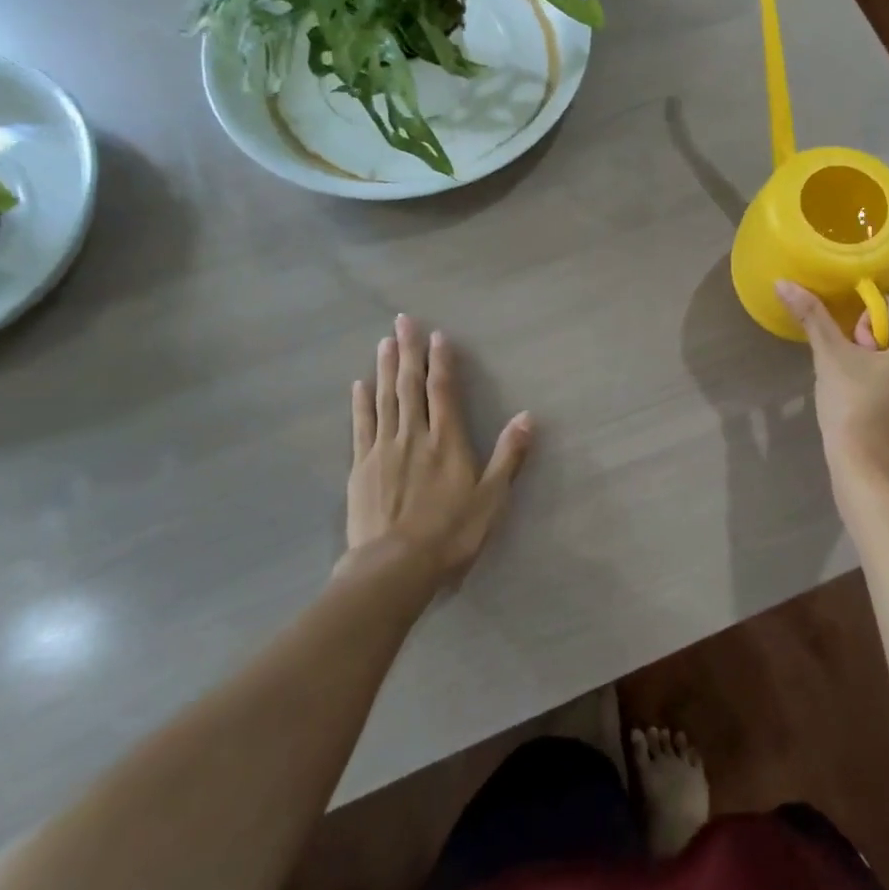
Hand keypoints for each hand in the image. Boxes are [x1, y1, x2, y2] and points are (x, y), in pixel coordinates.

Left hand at [345, 314, 533, 583]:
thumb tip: (528, 417)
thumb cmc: (451, 534)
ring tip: (384, 342)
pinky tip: (359, 385)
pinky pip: (361, 426)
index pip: (443, 390)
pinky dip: (361, 403)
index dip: (441, 361)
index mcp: (447, 440)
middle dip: (408, 351)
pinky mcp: (361, 468)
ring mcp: (382, 449)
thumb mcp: (492, 497)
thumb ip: (509, 455)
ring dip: (385, 368)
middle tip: (402, 321)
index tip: (437, 335)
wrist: (393, 568)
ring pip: (384, 398)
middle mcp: (413, 435)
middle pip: (409, 385)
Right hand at [775, 260, 888, 489]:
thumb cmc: (853, 411)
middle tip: (851, 358)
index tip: (848, 318)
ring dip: (881, 351)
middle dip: (872, 333)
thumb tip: (783, 282)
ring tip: (857, 375)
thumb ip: (812, 315)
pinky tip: (871, 384)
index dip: (864, 310)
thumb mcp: (832, 358)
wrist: (868, 474)